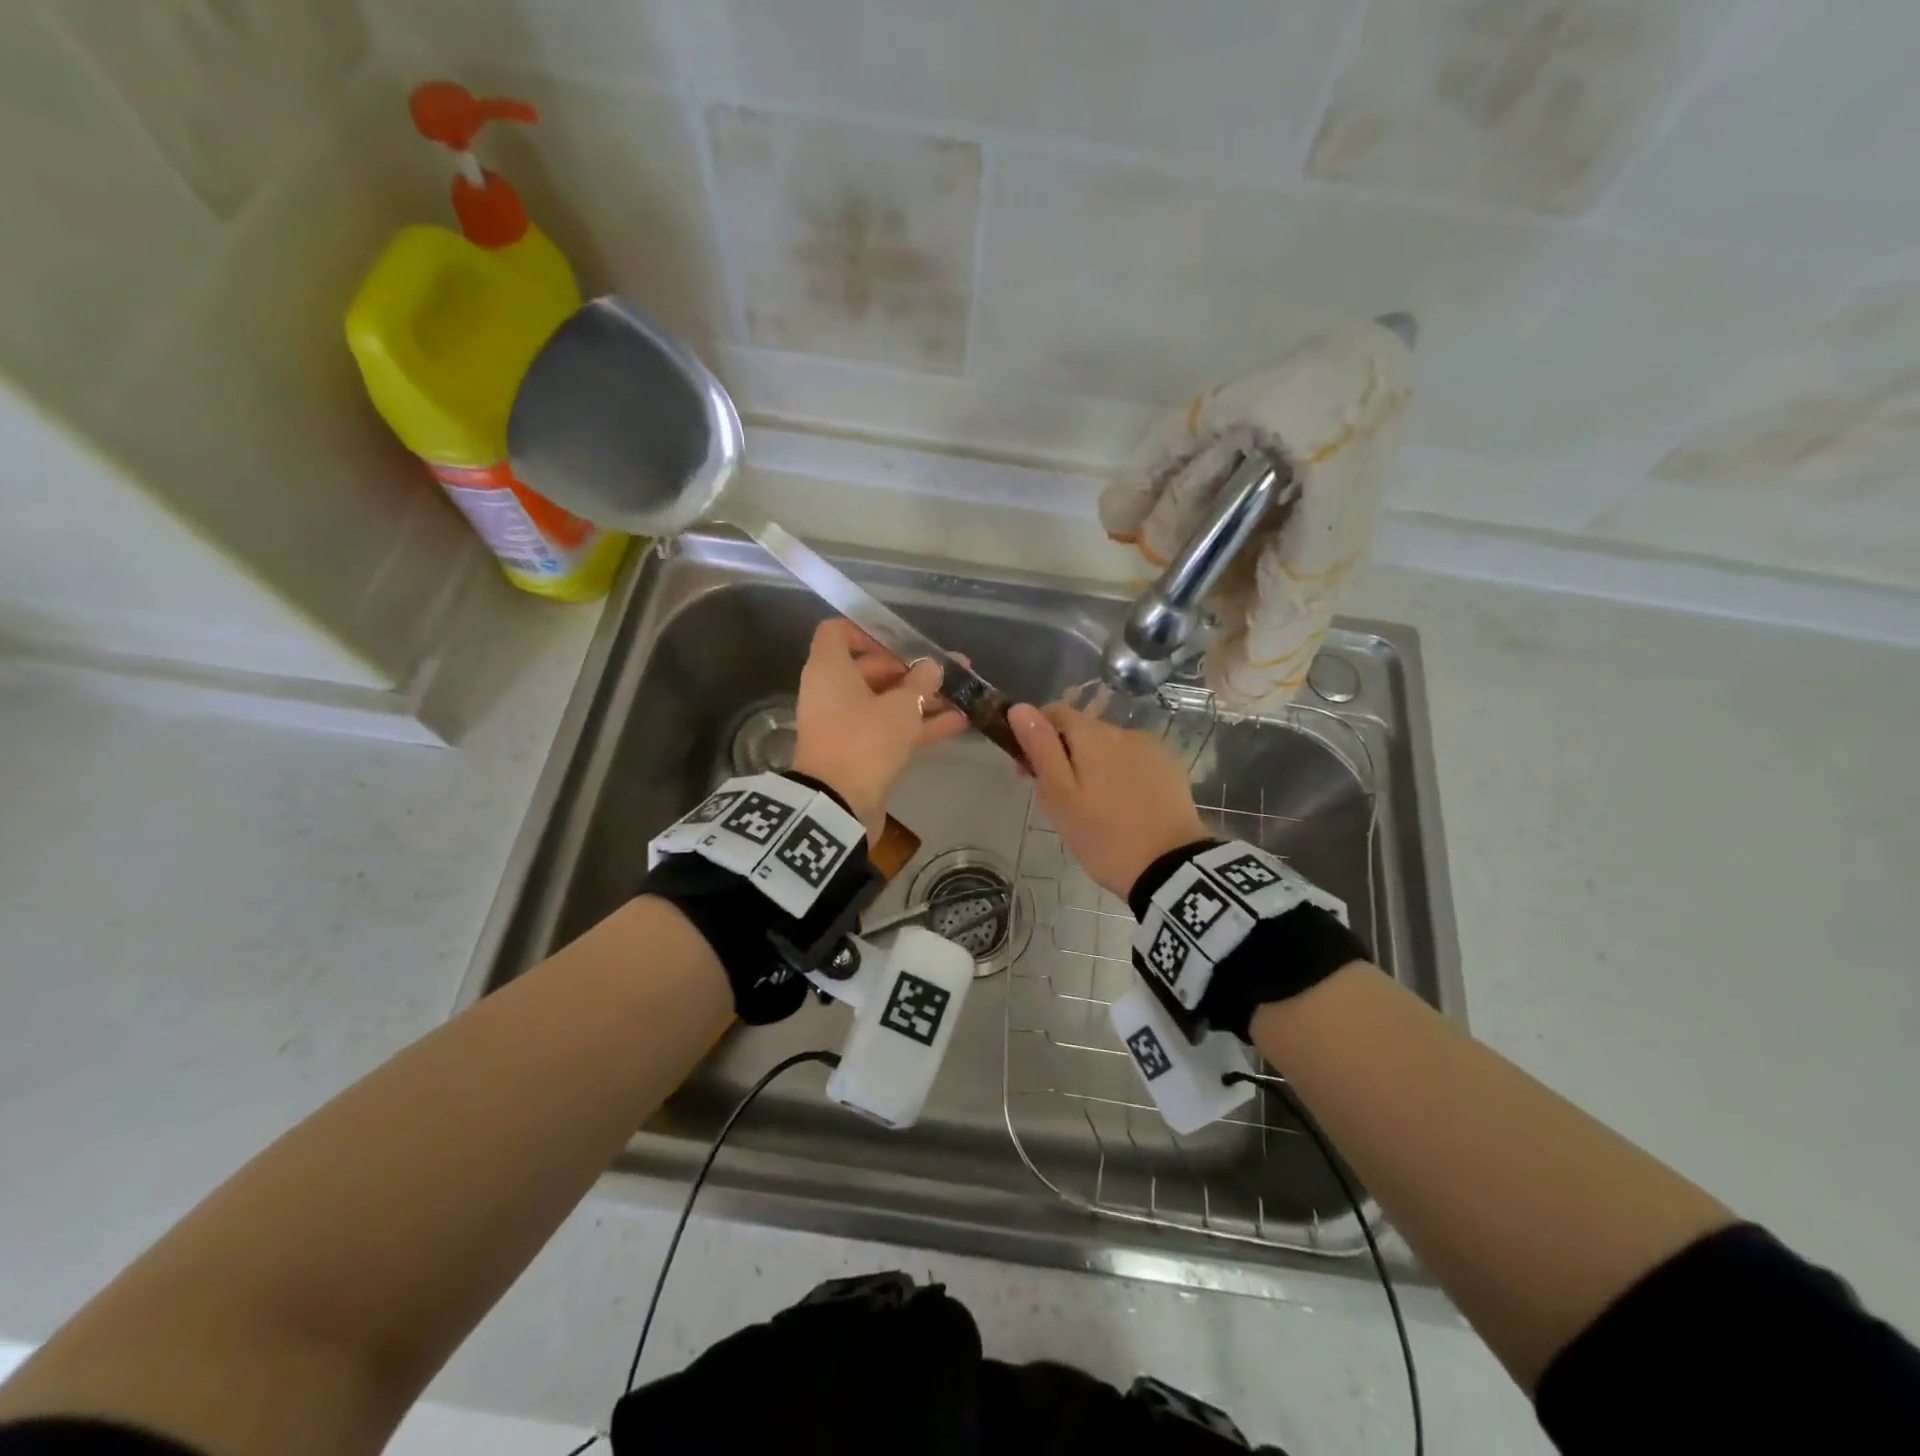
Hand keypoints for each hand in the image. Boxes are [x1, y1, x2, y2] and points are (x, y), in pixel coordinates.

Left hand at [792, 619, 967, 842]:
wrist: (838, 807)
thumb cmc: (865, 741)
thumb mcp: (900, 708)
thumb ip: (920, 682)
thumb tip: (931, 667)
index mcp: (829, 669)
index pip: (837, 632)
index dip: (868, 631)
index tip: (903, 641)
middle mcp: (831, 692)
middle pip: (870, 669)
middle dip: (913, 670)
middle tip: (952, 671)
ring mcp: (844, 725)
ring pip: (885, 702)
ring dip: (921, 699)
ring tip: (964, 695)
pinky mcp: (857, 753)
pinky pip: (888, 729)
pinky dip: (917, 725)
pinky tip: (958, 723)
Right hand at [1007, 702, 1208, 899]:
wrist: (1170, 869)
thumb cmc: (1103, 835)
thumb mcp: (1059, 795)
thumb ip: (1040, 747)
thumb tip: (1019, 708)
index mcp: (1092, 734)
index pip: (1054, 712)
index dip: (1034, 734)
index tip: (1027, 773)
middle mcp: (1123, 731)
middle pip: (1082, 732)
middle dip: (1064, 756)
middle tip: (1058, 801)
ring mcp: (1152, 749)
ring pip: (1108, 749)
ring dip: (1093, 767)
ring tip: (1092, 809)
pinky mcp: (1170, 770)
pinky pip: (1133, 763)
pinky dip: (1120, 776)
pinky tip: (1121, 808)